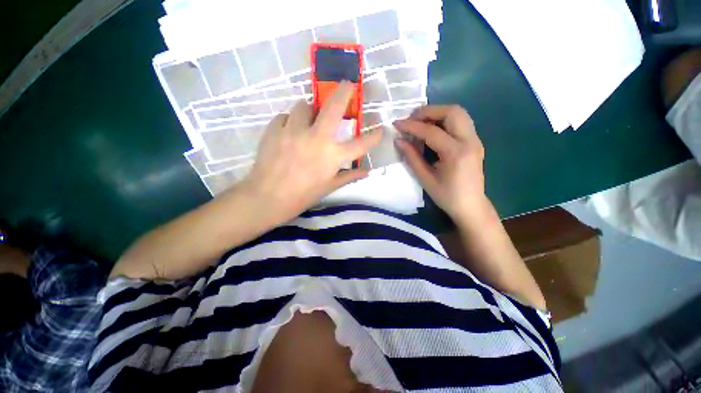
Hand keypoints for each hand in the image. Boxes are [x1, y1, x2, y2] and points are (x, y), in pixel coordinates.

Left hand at [243, 82, 380, 223]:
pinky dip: (289, 121)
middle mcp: (317, 138)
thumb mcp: (328, 187)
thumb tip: (366, 171)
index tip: (381, 129)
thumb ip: (349, 176)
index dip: (374, 136)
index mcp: (332, 156)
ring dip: (309, 111)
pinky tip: (288, 132)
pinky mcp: (275, 129)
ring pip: (304, 106)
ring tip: (306, 122)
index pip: (361, 144)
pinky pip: (285, 116)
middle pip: (333, 107)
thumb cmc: (302, 196)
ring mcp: (294, 131)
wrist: (267, 197)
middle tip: (348, 84)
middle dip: (344, 91)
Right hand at [394, 105, 485, 225]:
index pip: (431, 131)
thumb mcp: (425, 179)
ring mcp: (475, 139)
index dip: (411, 126)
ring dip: (437, 113)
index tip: (396, 124)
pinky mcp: (475, 141)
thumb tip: (399, 140)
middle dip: (428, 111)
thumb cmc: (446, 196)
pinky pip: (460, 122)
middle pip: (452, 112)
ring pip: (458, 113)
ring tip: (420, 122)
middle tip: (411, 119)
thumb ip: (412, 157)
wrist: (471, 206)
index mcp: (456, 153)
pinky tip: (432, 129)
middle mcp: (470, 141)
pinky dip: (444, 119)